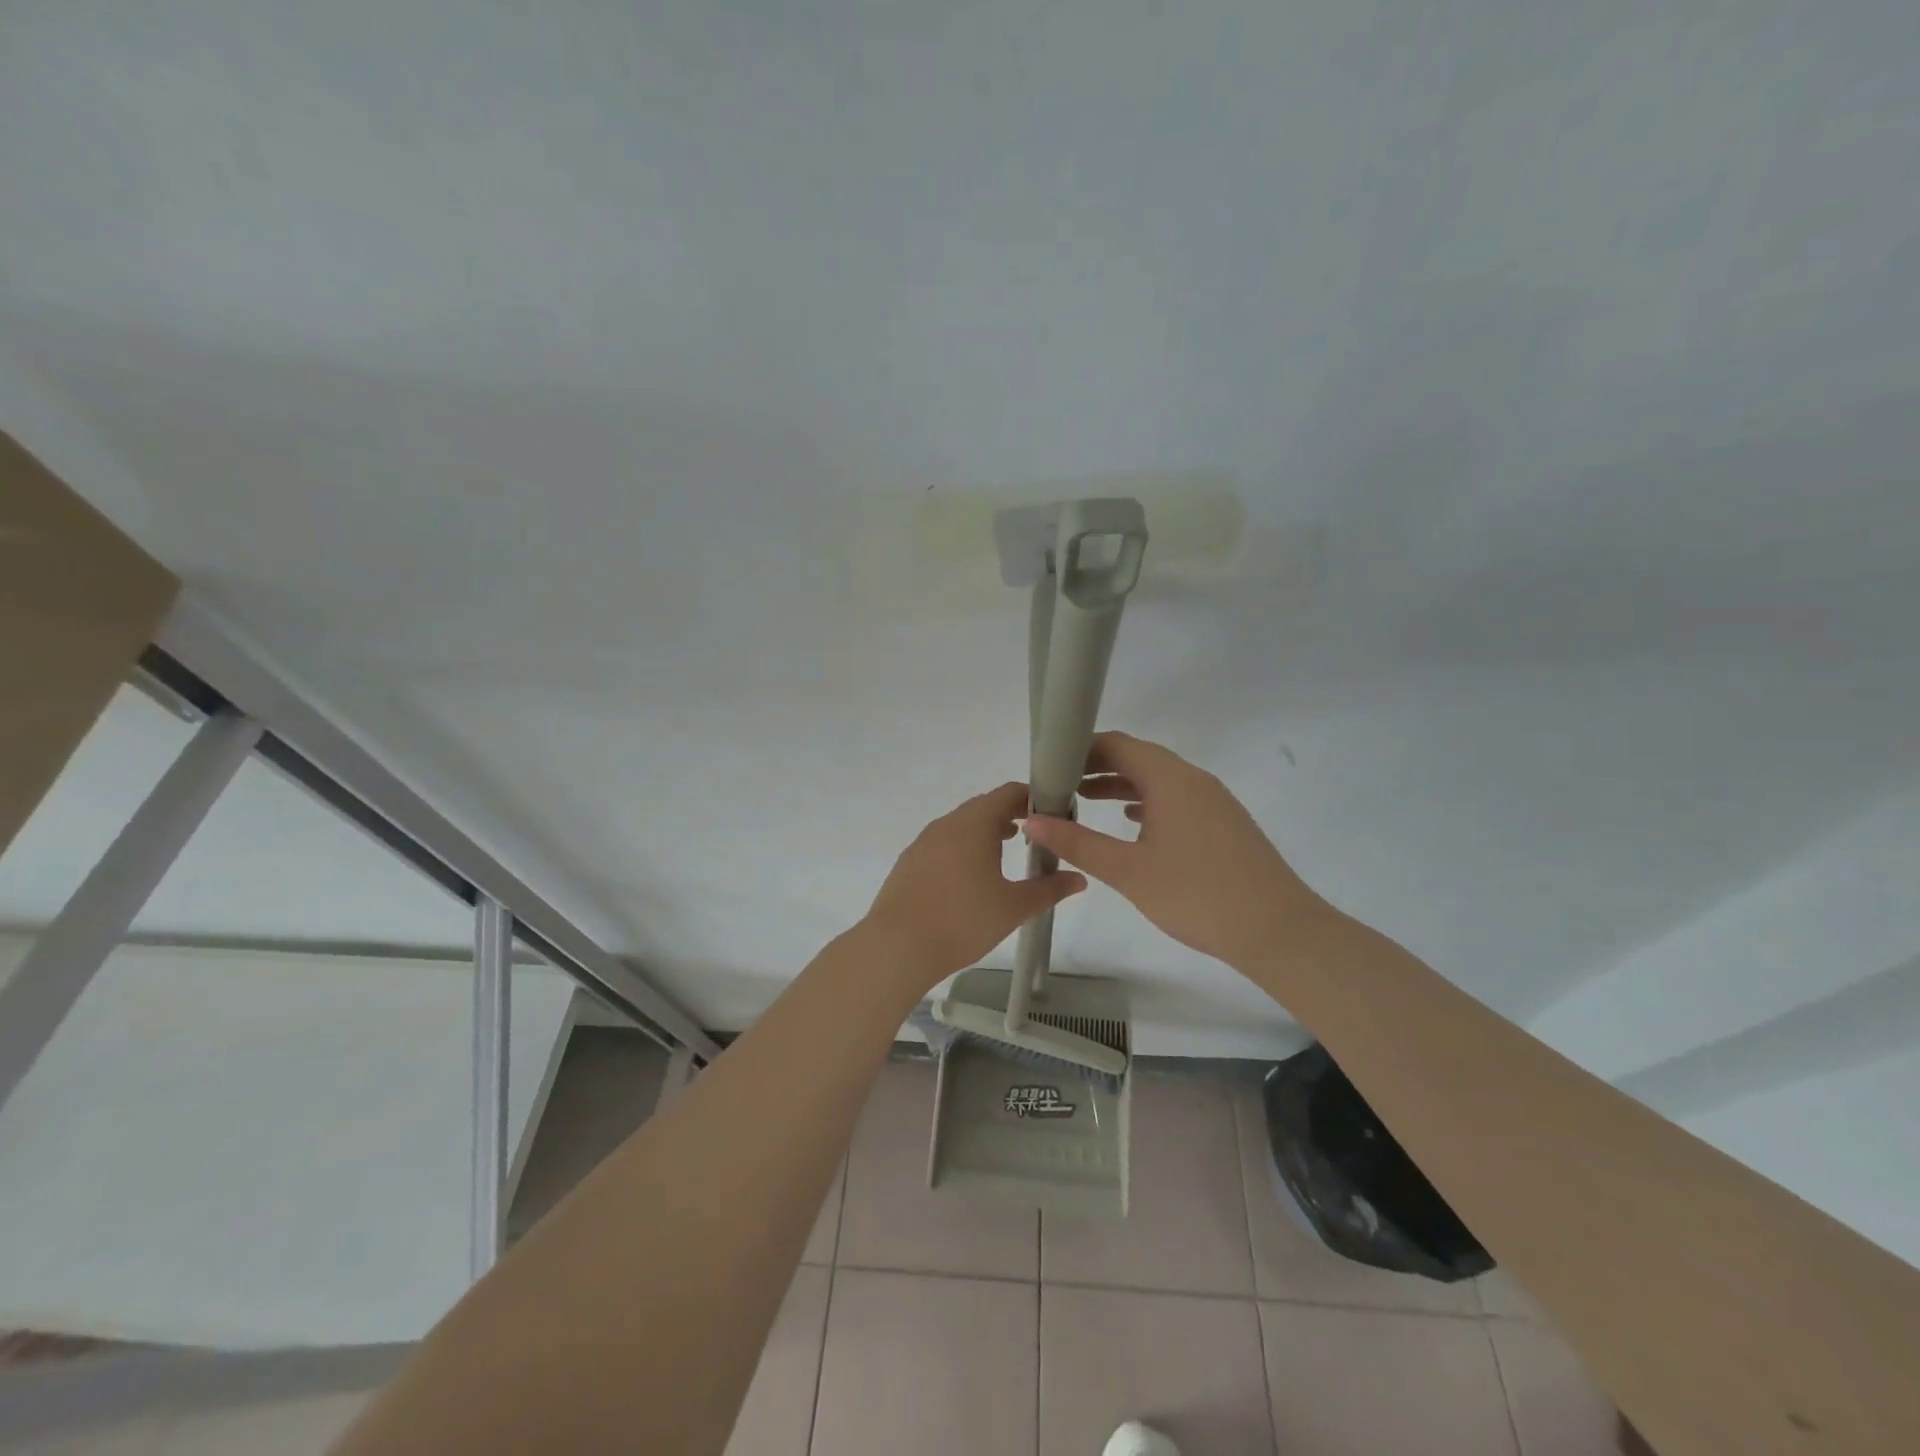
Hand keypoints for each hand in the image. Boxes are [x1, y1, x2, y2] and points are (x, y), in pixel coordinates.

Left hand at [864, 781, 1087, 991]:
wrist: (897, 946)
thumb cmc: (962, 920)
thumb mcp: (1013, 907)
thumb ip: (1048, 889)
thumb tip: (1079, 879)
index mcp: (974, 823)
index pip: (1008, 793)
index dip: (1032, 798)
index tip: (1053, 814)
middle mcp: (947, 823)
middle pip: (983, 806)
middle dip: (1011, 815)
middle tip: (1035, 836)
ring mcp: (924, 841)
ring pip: (961, 825)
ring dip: (985, 832)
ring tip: (1005, 852)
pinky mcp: (909, 861)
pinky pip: (943, 843)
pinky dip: (963, 848)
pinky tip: (970, 877)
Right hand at [1022, 732, 1322, 969]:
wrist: (1277, 930)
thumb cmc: (1196, 894)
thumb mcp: (1127, 870)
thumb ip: (1077, 842)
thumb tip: (1031, 820)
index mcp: (1170, 778)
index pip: (1118, 744)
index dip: (1081, 749)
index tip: (1050, 766)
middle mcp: (1194, 779)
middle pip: (1139, 758)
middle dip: (1097, 767)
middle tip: (1060, 785)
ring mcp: (1214, 801)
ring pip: (1159, 780)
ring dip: (1122, 786)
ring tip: (1085, 801)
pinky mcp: (1225, 824)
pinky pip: (1177, 799)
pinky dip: (1148, 803)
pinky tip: (1133, 825)